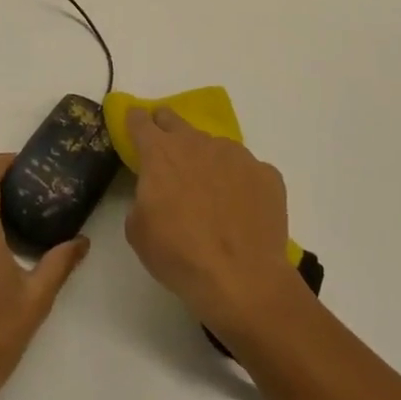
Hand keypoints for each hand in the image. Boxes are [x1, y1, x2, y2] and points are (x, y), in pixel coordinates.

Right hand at [123, 108, 306, 338]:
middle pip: (175, 120)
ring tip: (212, 197)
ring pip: (214, 147)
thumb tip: (156, 194)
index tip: (135, 126)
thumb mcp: (138, 231)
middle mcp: (197, 143)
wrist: (242, 279)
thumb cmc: (179, 255)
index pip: (140, 121)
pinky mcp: (266, 173)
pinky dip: (240, 183)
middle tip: (167, 153)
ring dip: (207, 161)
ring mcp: (236, 155)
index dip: (135, 122)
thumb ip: (142, 198)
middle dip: (167, 129)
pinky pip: (247, 170)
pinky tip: (242, 210)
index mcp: (161, 153)